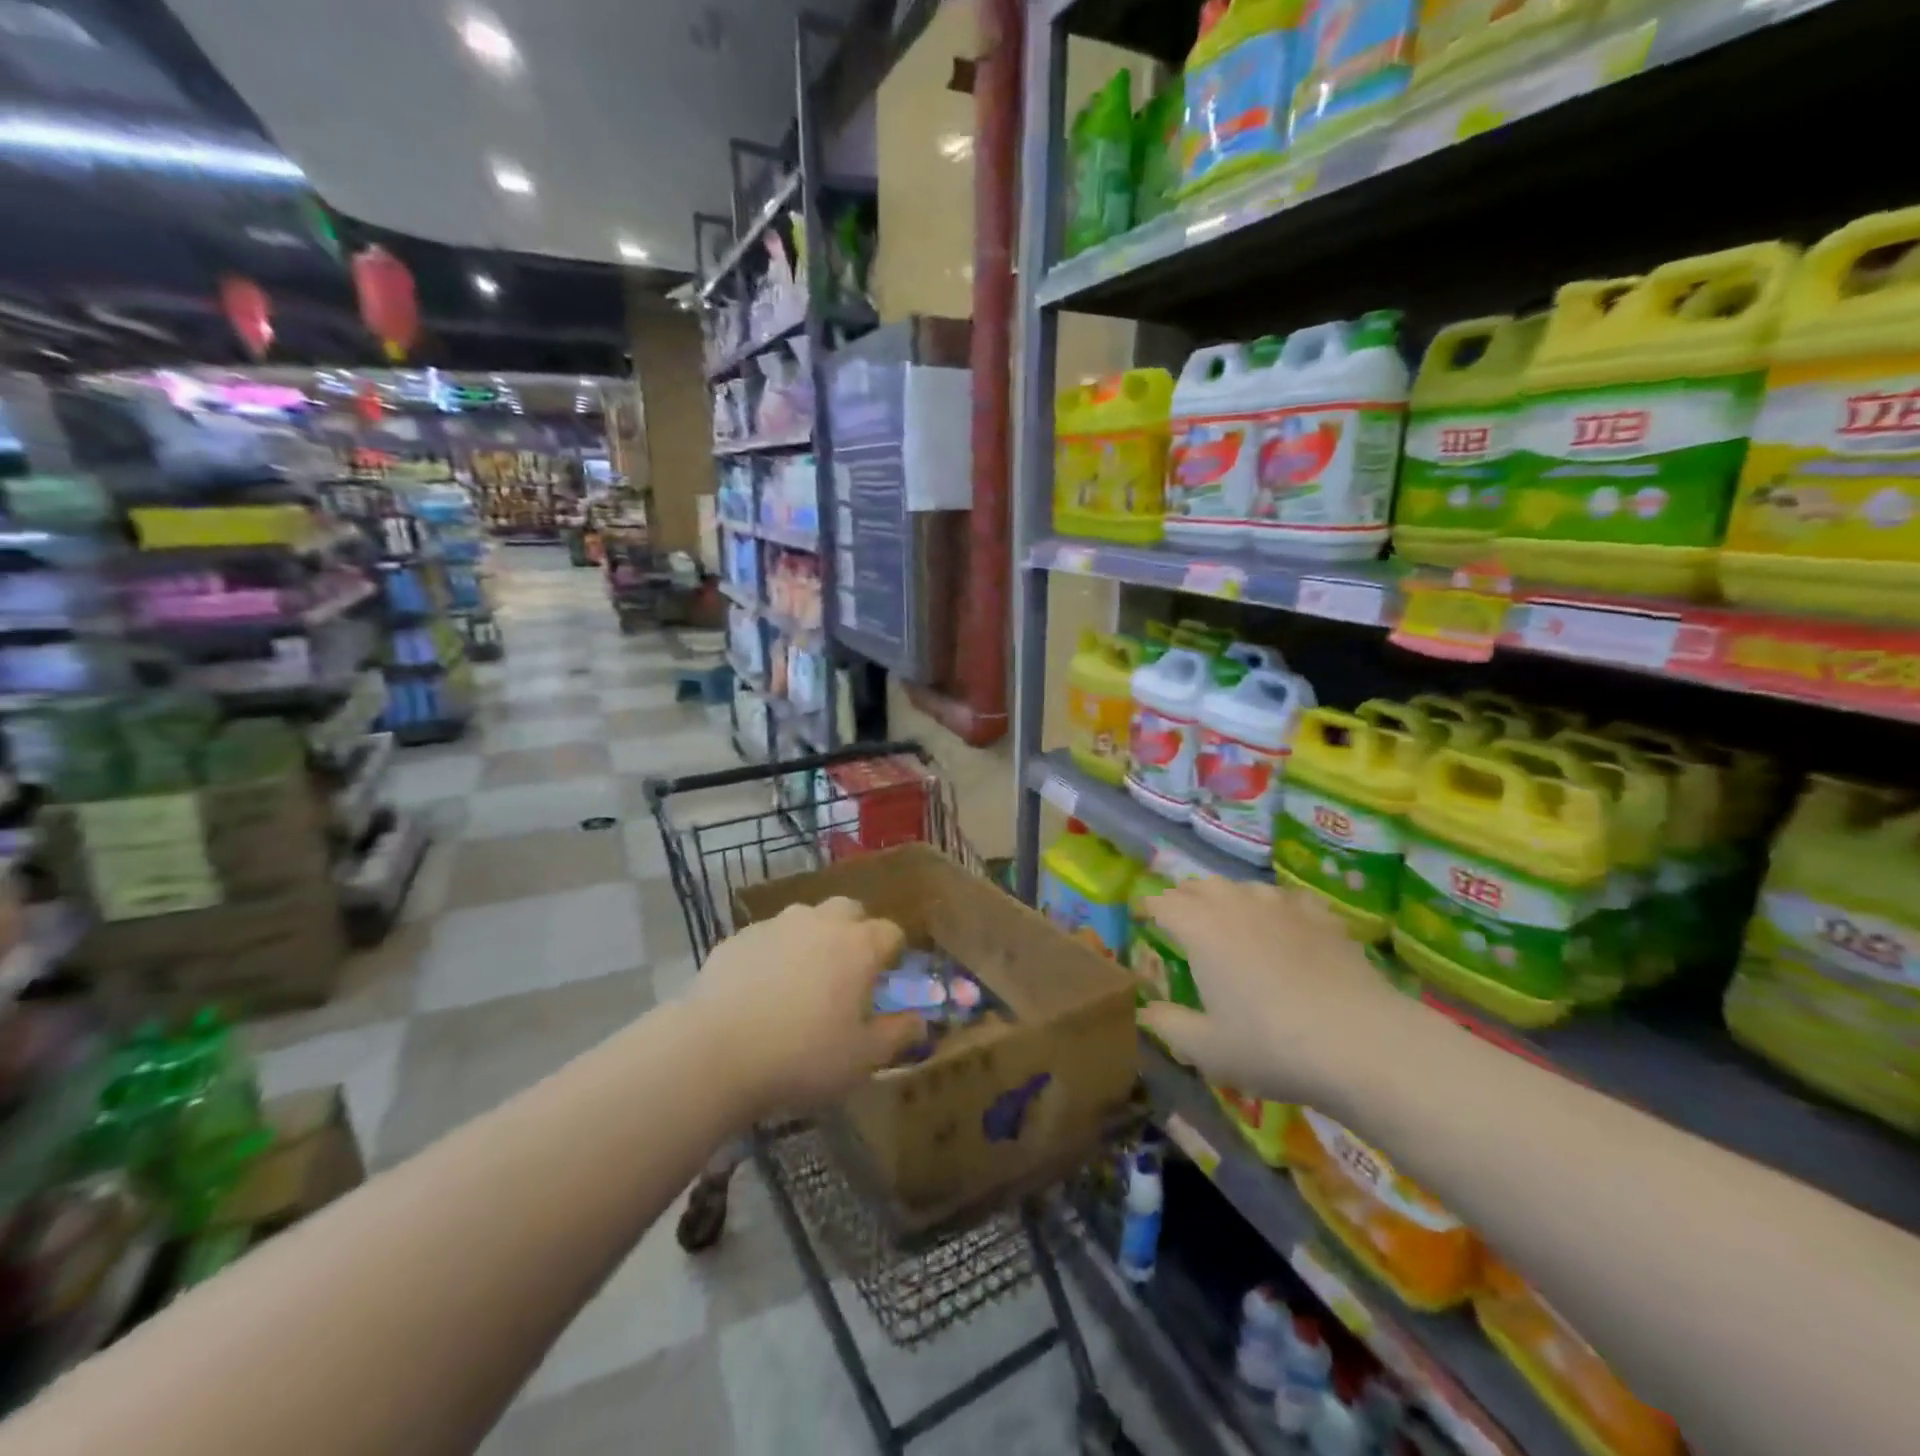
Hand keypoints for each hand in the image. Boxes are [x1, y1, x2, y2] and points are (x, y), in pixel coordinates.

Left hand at [687, 896, 923, 1118]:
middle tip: (846, 972)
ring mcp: (776, 925)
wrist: (714, 1051)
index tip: (886, 980)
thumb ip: (897, 1035)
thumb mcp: (862, 1059)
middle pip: (849, 910)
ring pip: (805, 920)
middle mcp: (821, 923)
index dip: (893, 954)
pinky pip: (767, 938)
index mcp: (858, 946)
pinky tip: (759, 990)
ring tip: (800, 981)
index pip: (891, 932)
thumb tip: (921, 1021)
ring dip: (812, 939)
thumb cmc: (802, 1056)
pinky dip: (773, 954)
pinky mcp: (738, 938)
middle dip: (854, 932)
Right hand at [1137, 879, 1406, 1105]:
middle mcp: (1237, 906)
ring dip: (1227, 896)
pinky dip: (1273, 905)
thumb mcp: (1207, 1049)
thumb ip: (1168, 1025)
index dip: (1149, 907)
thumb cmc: (1271, 1046)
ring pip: (1244, 887)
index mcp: (1200, 929)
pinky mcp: (1322, 917)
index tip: (1140, 915)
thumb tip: (1145, 1011)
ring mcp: (1282, 907)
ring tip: (1226, 915)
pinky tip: (1282, 922)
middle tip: (1178, 915)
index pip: (1164, 903)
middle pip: (1201, 886)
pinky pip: (1288, 899)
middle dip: (1184, 896)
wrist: (1362, 1042)